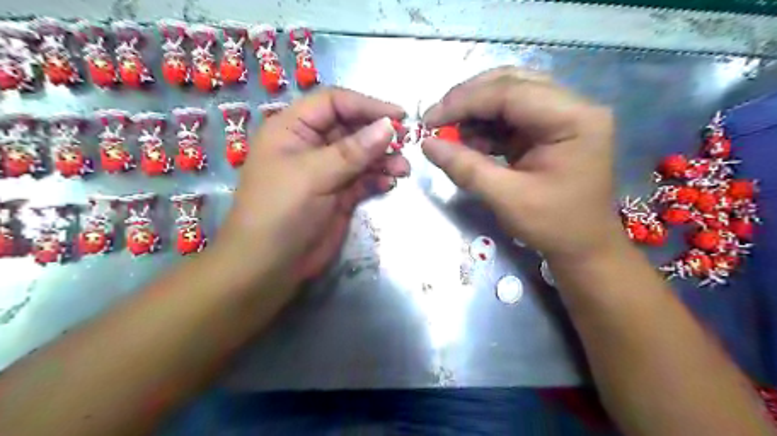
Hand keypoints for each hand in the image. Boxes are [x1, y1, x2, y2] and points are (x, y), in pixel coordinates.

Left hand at [213, 87, 406, 284]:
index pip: (333, 103)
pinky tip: (390, 183)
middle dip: (378, 135)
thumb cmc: (281, 212)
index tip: (398, 117)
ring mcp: (326, 172)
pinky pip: (363, 180)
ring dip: (383, 159)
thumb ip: (352, 151)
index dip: (366, 105)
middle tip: (406, 144)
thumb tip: (389, 126)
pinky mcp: (338, 196)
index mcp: (293, 129)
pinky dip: (378, 179)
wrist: (269, 266)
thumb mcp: (313, 175)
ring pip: (360, 155)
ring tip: (403, 169)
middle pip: (351, 128)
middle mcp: (310, 146)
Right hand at [420, 66, 623, 260]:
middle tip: (436, 120)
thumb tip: (427, 144)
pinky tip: (468, 143)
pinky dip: (485, 127)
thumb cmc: (554, 226)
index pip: (511, 92)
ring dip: (475, 113)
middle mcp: (572, 107)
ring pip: (508, 97)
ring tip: (450, 135)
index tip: (429, 120)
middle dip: (468, 100)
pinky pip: (510, 117)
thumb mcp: (506, 198)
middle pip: (511, 84)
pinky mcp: (549, 130)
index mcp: (573, 118)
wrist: (583, 247)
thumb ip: (465, 168)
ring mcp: (561, 116)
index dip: (464, 102)